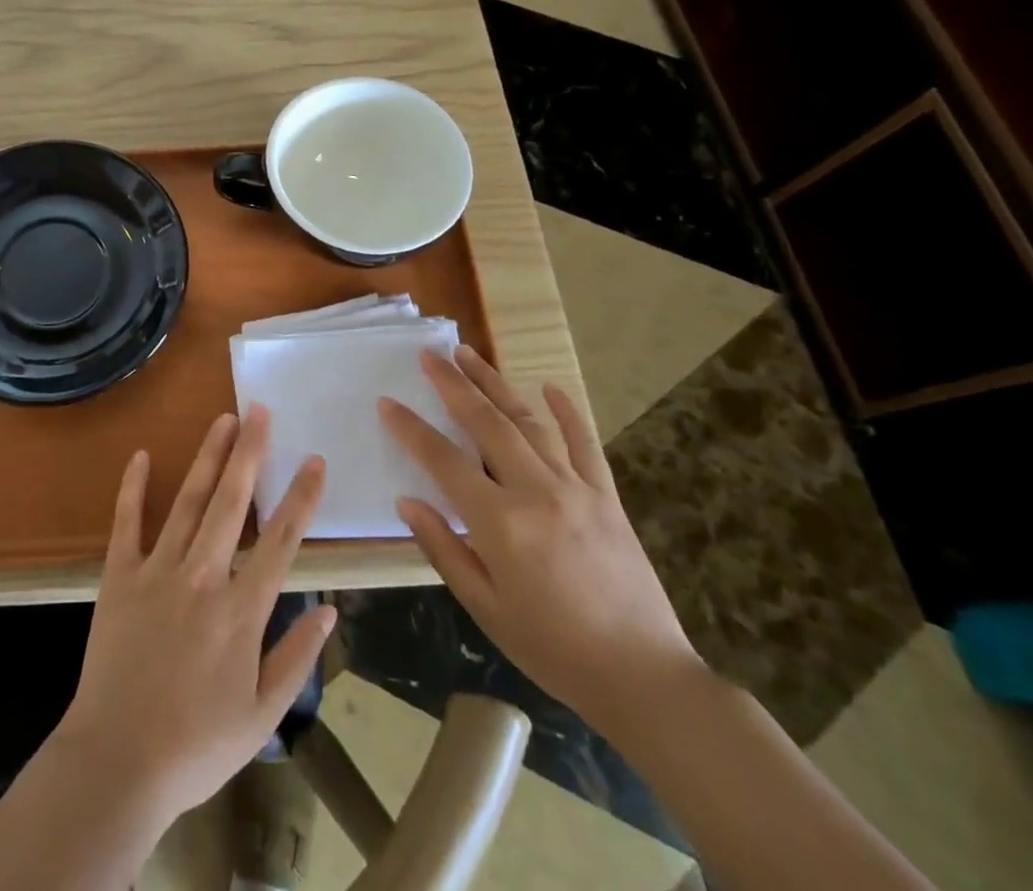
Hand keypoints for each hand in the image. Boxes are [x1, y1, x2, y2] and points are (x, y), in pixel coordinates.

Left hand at [54, 406, 335, 825]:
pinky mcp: (120, 575)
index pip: (281, 540)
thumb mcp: (262, 715)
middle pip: (233, 502)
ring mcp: (157, 570)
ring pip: (189, 501)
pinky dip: (134, 487)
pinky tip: (143, 456)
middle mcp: (203, 576)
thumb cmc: (196, 745)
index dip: (301, 497)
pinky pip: (127, 522)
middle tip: (259, 411)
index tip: (314, 460)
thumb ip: (297, 658)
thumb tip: (329, 610)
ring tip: (222, 420)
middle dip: (250, 452)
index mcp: (241, 610)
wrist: (117, 762)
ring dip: (207, 457)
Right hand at [380, 347, 700, 728]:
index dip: (411, 429)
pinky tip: (550, 387)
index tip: (387, 402)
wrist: (644, 678)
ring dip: (496, 384)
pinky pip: (585, 443)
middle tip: (429, 355)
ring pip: (529, 421)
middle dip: (453, 385)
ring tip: (469, 355)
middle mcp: (536, 492)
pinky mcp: (607, 497)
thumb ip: (443, 548)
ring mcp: (576, 489)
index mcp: (500, 523)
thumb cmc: (553, 649)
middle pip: (486, 423)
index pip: (443, 460)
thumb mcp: (485, 608)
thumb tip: (407, 501)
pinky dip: (567, 412)